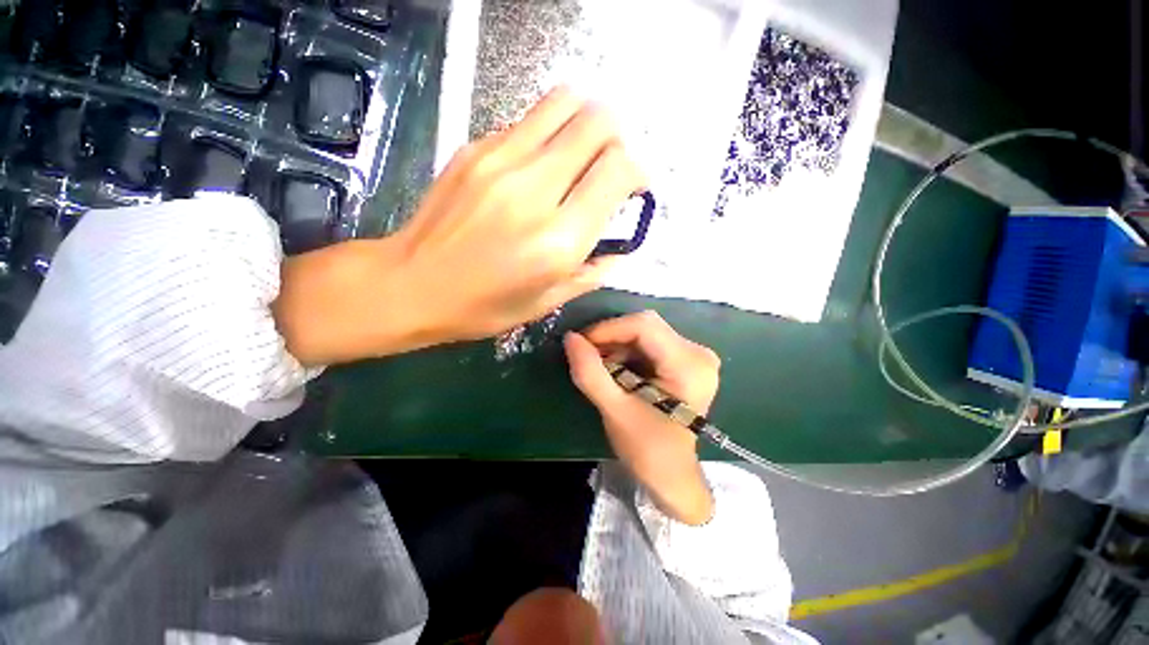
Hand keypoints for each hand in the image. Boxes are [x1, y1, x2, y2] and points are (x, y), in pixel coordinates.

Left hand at [273, 87, 646, 364]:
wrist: (410, 284)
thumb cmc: (483, 306)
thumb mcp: (548, 302)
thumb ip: (592, 272)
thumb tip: (617, 248)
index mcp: (559, 239)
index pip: (619, 169)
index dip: (637, 172)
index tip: (632, 189)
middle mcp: (535, 190)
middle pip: (598, 122)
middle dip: (616, 140)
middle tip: (606, 168)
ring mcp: (501, 160)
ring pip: (565, 103)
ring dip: (584, 124)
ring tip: (577, 157)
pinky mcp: (475, 148)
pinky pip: (529, 122)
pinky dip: (547, 136)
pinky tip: (536, 167)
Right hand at [564, 312, 720, 524]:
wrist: (672, 474)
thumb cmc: (647, 450)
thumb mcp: (614, 411)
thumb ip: (590, 373)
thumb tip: (570, 338)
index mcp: (689, 366)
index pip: (644, 326)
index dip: (608, 329)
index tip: (581, 343)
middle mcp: (698, 353)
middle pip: (646, 326)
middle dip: (611, 337)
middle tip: (586, 354)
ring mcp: (695, 355)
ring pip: (646, 332)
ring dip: (617, 344)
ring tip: (598, 364)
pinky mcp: (686, 360)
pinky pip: (650, 342)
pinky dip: (627, 351)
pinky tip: (615, 367)